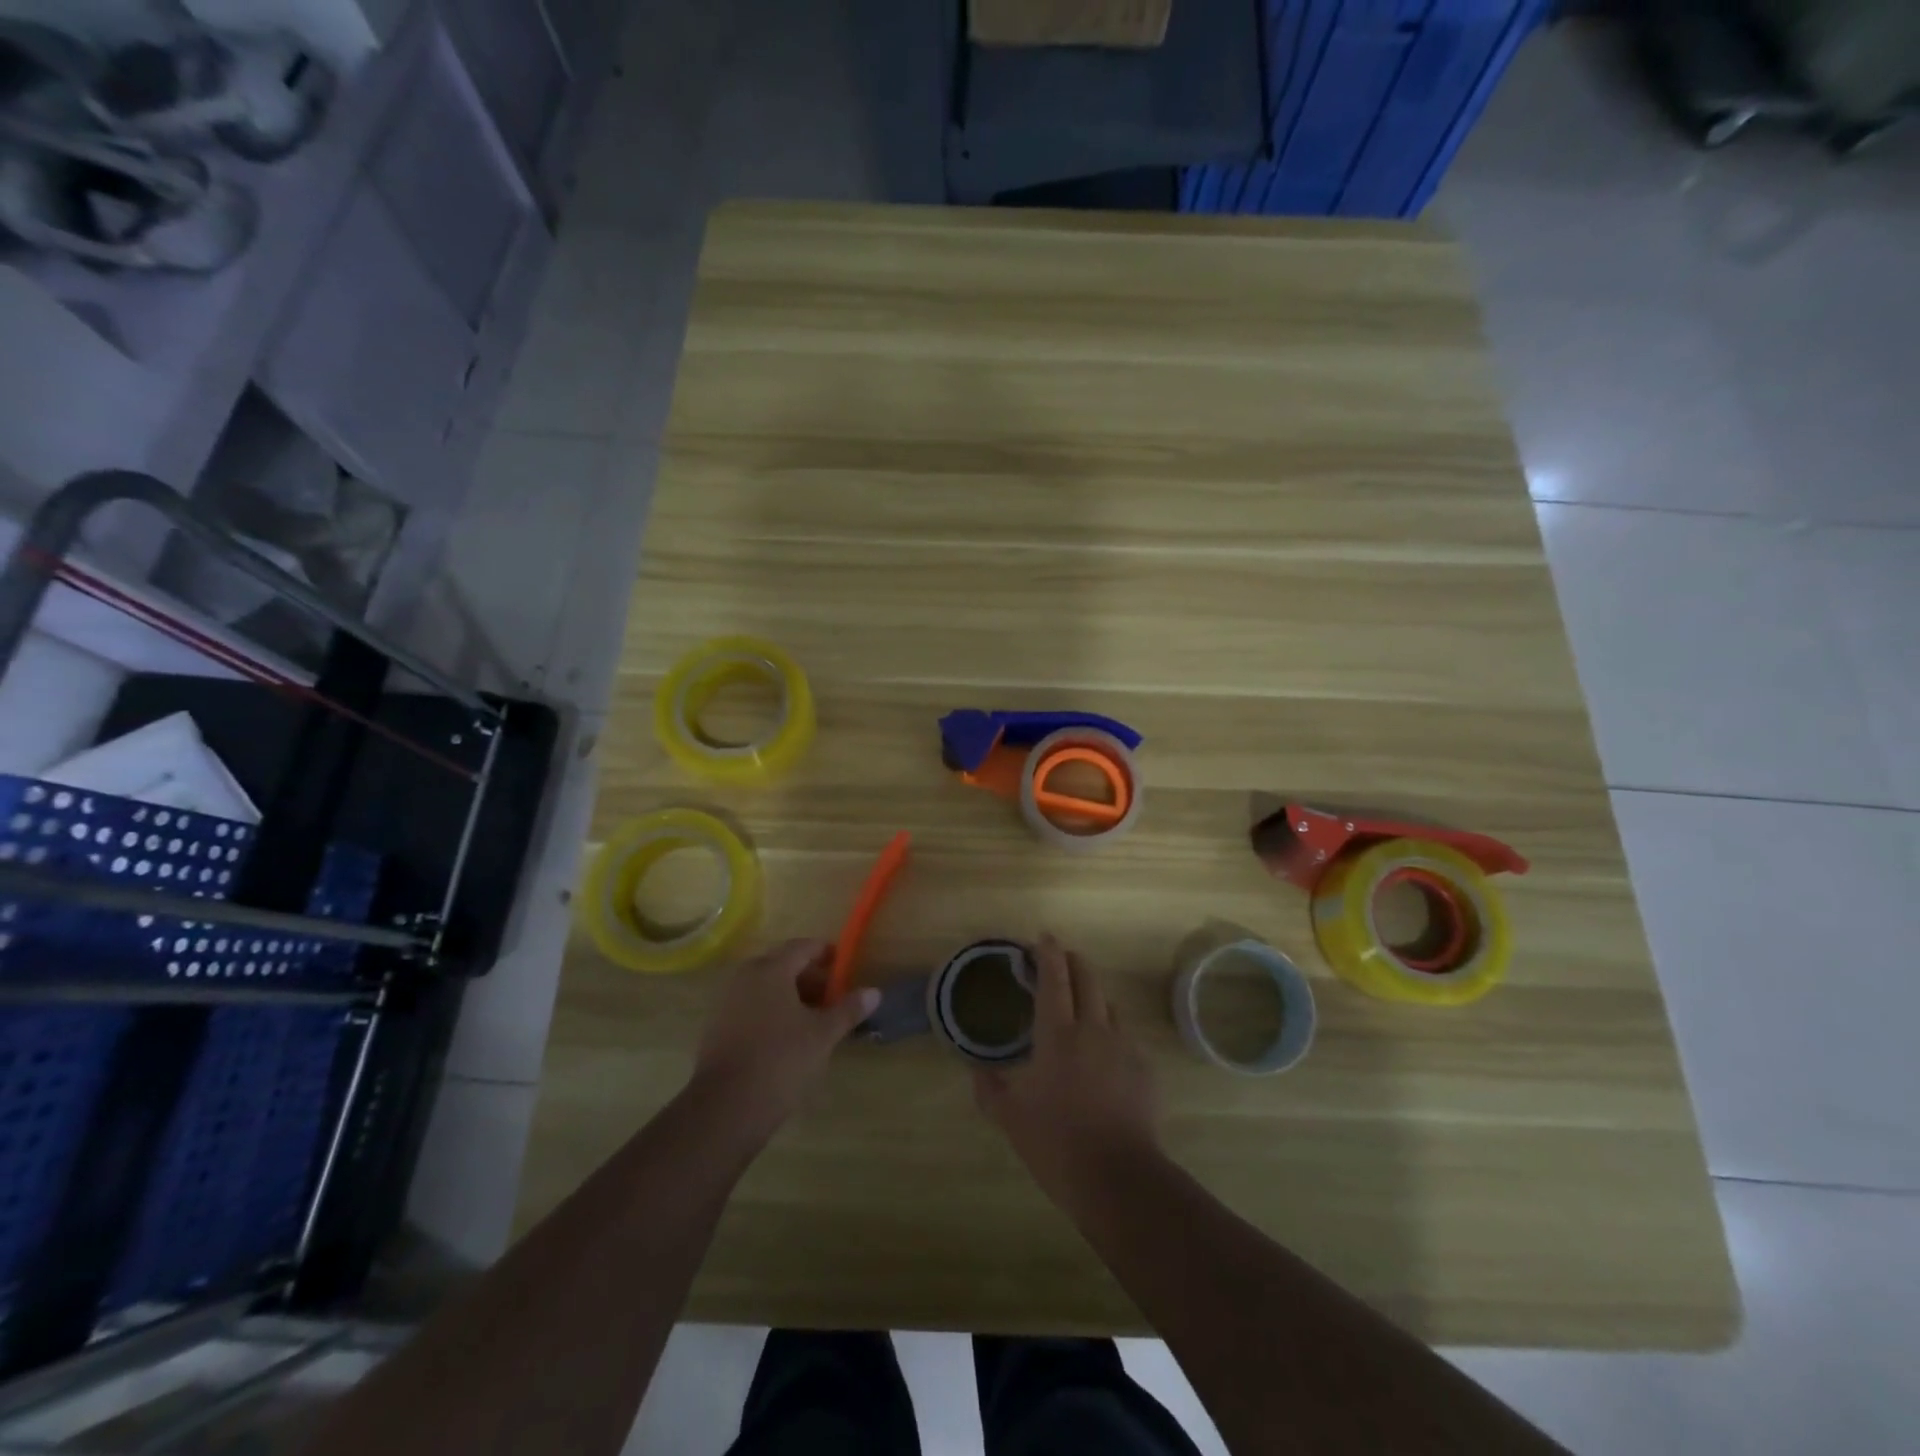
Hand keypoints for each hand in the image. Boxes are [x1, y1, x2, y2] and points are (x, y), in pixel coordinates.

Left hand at [691, 939, 879, 1143]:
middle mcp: (745, 977)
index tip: (843, 966)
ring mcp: (726, 1001)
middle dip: (808, 977)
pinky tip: (786, 1038)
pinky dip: (770, 1011)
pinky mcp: (716, 1027)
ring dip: (789, 996)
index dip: (825, 953)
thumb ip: (848, 1010)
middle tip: (832, 997)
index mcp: (771, 969)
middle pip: (782, 965)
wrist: (726, 1107)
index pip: (802, 947)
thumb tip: (874, 992)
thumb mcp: (822, 1035)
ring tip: (813, 1020)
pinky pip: (750, 1006)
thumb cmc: (781, 1060)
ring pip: (765, 987)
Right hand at [973, 934, 1160, 1211]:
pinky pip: (1125, 1038)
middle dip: (1074, 961)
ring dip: (1093, 998)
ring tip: (1081, 1011)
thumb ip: (990, 1089)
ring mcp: (1124, 1046)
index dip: (1048, 952)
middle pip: (1088, 978)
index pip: (1054, 978)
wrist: (1118, 1178)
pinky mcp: (1145, 1068)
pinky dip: (1111, 1035)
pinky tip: (1103, 1058)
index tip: (1043, 937)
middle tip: (1061, 960)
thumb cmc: (1056, 1143)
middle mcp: (1093, 1029)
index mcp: (1058, 1034)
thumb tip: (976, 1072)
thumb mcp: (1010, 1118)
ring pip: (1109, 1006)